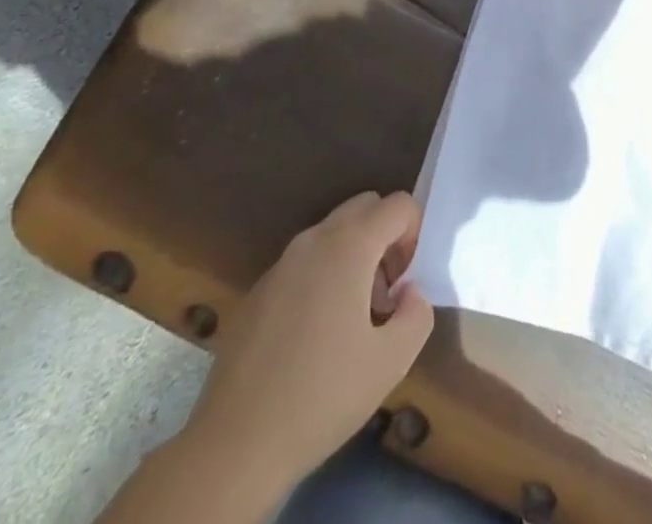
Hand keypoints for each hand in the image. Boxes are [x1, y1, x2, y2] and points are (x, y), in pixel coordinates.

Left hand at [182, 192, 433, 493]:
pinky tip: (313, 338)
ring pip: (332, 234)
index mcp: (349, 245)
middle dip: (385, 237)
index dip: (414, 235)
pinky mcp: (257, 290)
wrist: (234, 446)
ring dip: (354, 257)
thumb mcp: (392, 362)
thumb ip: (417, 313)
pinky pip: (304, 263)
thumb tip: (408, 292)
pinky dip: (322, 277)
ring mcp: (280, 263)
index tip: (405, 283)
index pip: (399, 205)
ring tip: (352, 320)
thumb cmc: (321, 397)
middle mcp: (314, 240)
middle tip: (385, 293)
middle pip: (364, 207)